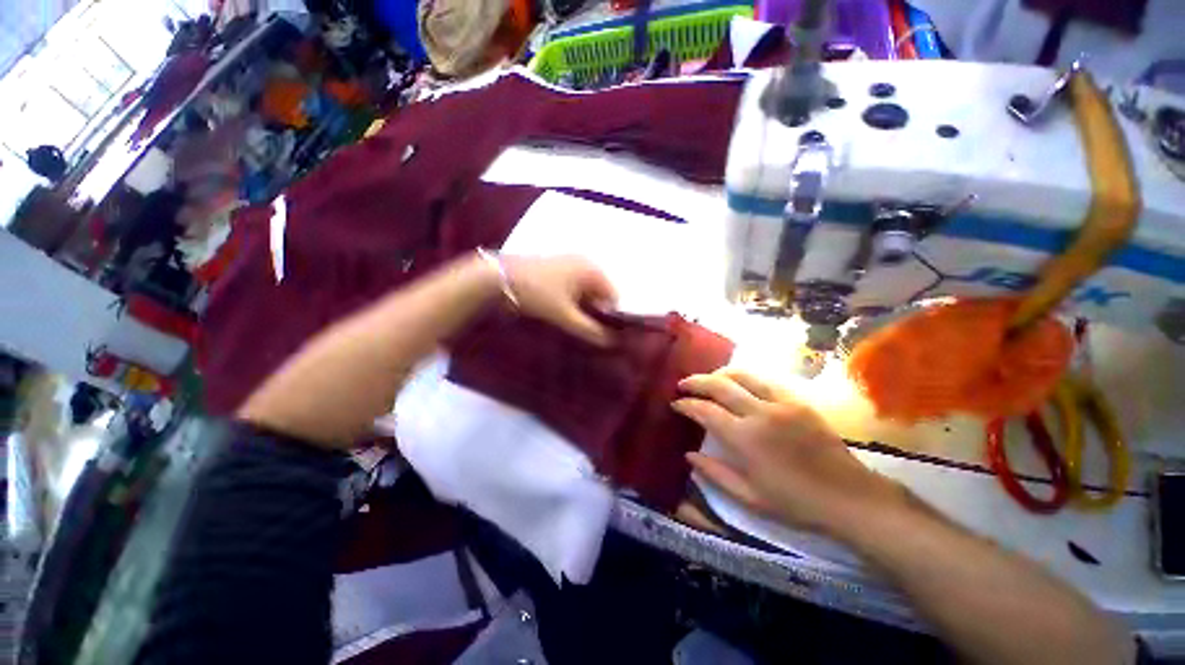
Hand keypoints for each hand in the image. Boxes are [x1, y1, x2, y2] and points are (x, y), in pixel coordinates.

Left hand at [502, 255, 617, 345]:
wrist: (498, 278)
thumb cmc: (537, 293)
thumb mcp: (564, 315)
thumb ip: (589, 330)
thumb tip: (610, 342)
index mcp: (591, 269)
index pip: (613, 295)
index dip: (611, 316)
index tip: (602, 332)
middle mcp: (584, 262)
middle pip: (600, 292)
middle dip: (596, 311)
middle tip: (586, 329)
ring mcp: (569, 262)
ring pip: (586, 290)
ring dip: (583, 307)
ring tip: (573, 322)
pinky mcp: (556, 267)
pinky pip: (573, 286)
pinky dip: (572, 300)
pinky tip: (562, 311)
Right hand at [674, 369, 905, 533]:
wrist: (849, 497)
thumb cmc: (796, 502)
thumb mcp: (749, 497)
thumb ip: (714, 473)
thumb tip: (689, 455)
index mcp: (745, 439)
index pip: (706, 411)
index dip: (687, 404)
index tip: (675, 403)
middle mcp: (760, 413)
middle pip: (720, 385)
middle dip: (697, 381)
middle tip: (683, 384)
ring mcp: (781, 403)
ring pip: (742, 375)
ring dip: (719, 374)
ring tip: (707, 379)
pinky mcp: (798, 401)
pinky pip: (765, 381)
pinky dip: (745, 378)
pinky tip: (738, 383)